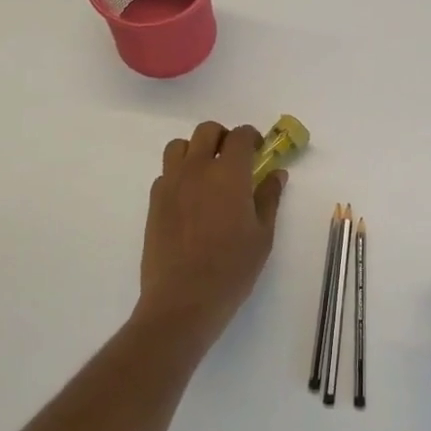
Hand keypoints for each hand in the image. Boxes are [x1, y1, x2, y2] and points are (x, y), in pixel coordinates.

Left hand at [139, 121, 284, 344]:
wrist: (182, 299)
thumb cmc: (231, 269)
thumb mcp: (262, 235)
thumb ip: (269, 198)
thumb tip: (276, 174)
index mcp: (229, 174)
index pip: (239, 136)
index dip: (251, 137)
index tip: (259, 150)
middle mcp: (197, 169)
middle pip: (207, 131)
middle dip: (223, 137)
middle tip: (234, 158)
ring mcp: (171, 183)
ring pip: (180, 146)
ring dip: (196, 149)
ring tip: (207, 173)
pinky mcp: (154, 201)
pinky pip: (166, 172)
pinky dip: (179, 173)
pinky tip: (190, 198)